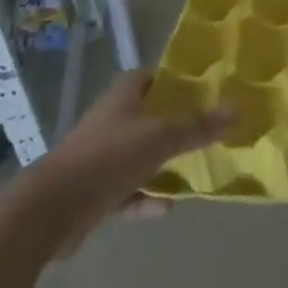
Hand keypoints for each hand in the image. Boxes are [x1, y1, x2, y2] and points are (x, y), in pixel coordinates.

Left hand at [20, 72, 231, 244]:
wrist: (50, 211)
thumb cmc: (108, 158)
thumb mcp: (160, 138)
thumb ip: (197, 126)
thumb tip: (237, 108)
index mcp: (123, 97)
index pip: (150, 77)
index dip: (173, 80)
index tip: (202, 89)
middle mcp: (110, 122)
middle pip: (148, 117)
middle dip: (174, 124)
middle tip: (207, 130)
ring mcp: (99, 158)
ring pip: (138, 156)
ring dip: (161, 165)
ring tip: (193, 171)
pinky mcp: (92, 193)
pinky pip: (127, 192)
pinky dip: (145, 198)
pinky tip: (166, 208)